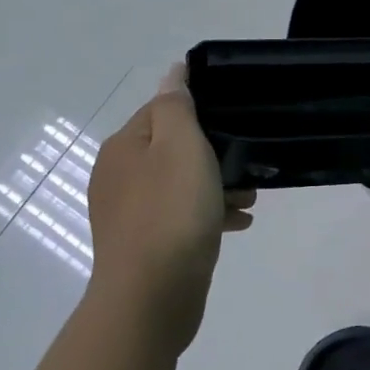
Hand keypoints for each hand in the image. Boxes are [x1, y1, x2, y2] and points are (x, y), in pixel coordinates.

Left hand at [87, 66, 254, 355]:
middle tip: (247, 164)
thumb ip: (177, 105)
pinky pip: (180, 217)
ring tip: (251, 197)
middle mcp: (118, 176)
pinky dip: (207, 215)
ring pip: (180, 185)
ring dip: (216, 186)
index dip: (200, 112)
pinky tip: (238, 223)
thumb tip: (173, 71)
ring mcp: (128, 214)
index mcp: (123, 147)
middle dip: (214, 154)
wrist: (151, 297)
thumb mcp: (180, 145)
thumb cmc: (171, 211)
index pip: (163, 109)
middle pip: (173, 149)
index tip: (234, 122)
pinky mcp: (143, 245)